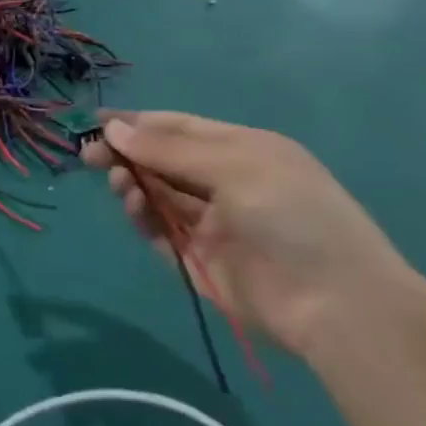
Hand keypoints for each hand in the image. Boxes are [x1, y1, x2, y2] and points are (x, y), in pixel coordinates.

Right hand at [84, 112, 425, 357]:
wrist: (336, 305)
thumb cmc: (294, 217)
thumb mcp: (235, 167)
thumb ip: (169, 149)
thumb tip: (112, 128)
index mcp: (242, 150)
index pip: (178, 128)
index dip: (136, 123)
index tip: (95, 121)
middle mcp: (223, 181)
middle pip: (161, 159)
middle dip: (125, 153)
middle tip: (89, 155)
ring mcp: (209, 221)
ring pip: (155, 192)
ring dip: (131, 182)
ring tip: (118, 183)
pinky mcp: (196, 257)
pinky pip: (157, 228)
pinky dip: (141, 214)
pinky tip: (134, 206)